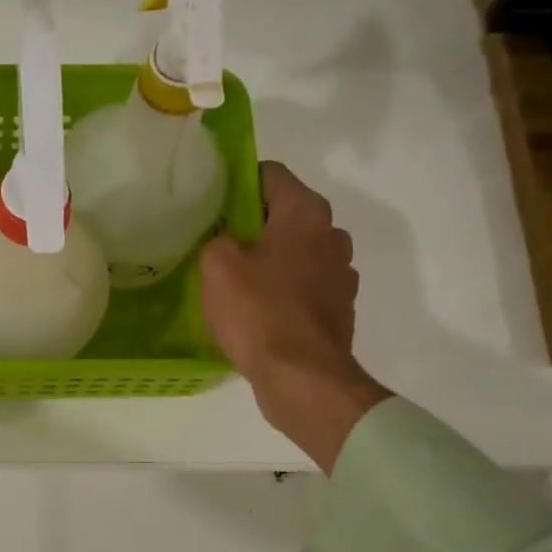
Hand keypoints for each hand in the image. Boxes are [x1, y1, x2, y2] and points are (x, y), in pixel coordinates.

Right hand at [200, 161, 390, 471]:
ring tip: (235, 284)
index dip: (237, 182)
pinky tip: (257, 313)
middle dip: (252, 226)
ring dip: (269, 261)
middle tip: (216, 246)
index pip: (270, 174)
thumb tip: (226, 243)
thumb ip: (216, 240)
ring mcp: (340, 275)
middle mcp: (332, 236)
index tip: (211, 204)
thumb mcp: (216, 266)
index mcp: (306, 213)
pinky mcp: (338, 310)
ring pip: (295, 254)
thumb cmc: (259, 311)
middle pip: (285, 215)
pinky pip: (303, 288)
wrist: (302, 377)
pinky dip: (282, 292)